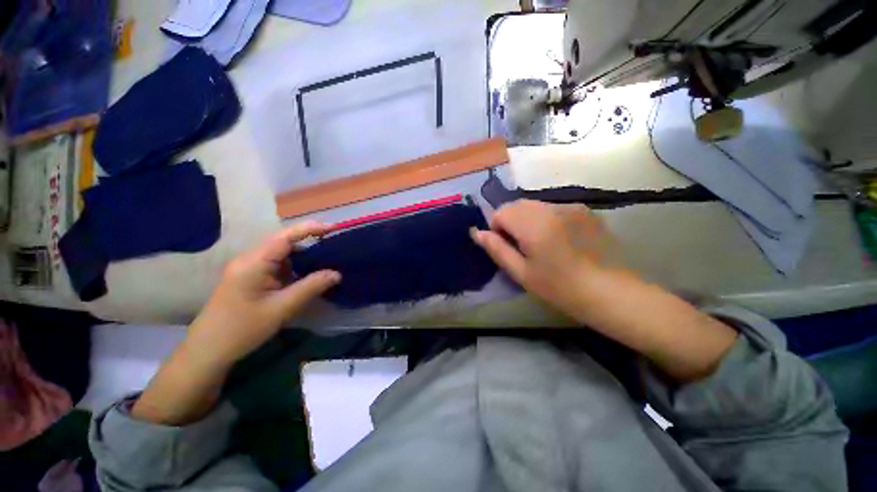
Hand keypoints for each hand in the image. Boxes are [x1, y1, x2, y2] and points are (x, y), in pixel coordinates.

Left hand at [185, 221, 340, 369]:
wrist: (208, 351)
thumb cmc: (242, 328)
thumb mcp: (282, 308)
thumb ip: (311, 287)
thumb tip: (337, 274)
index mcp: (254, 262)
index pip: (285, 237)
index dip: (310, 229)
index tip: (333, 228)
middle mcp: (250, 259)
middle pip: (284, 243)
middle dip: (310, 242)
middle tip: (334, 247)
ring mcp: (248, 268)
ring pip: (282, 255)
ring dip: (303, 257)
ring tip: (326, 261)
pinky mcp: (250, 278)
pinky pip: (277, 266)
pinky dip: (294, 268)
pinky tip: (307, 276)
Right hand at [472, 200, 736, 381]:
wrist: (612, 292)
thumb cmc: (560, 288)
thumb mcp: (522, 273)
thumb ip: (497, 249)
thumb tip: (477, 233)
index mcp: (533, 224)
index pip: (501, 212)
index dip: (497, 228)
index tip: (507, 247)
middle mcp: (551, 208)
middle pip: (517, 205)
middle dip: (512, 222)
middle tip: (523, 247)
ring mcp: (571, 206)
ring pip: (535, 205)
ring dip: (528, 220)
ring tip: (541, 244)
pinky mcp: (584, 210)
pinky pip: (553, 208)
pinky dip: (546, 219)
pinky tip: (559, 240)